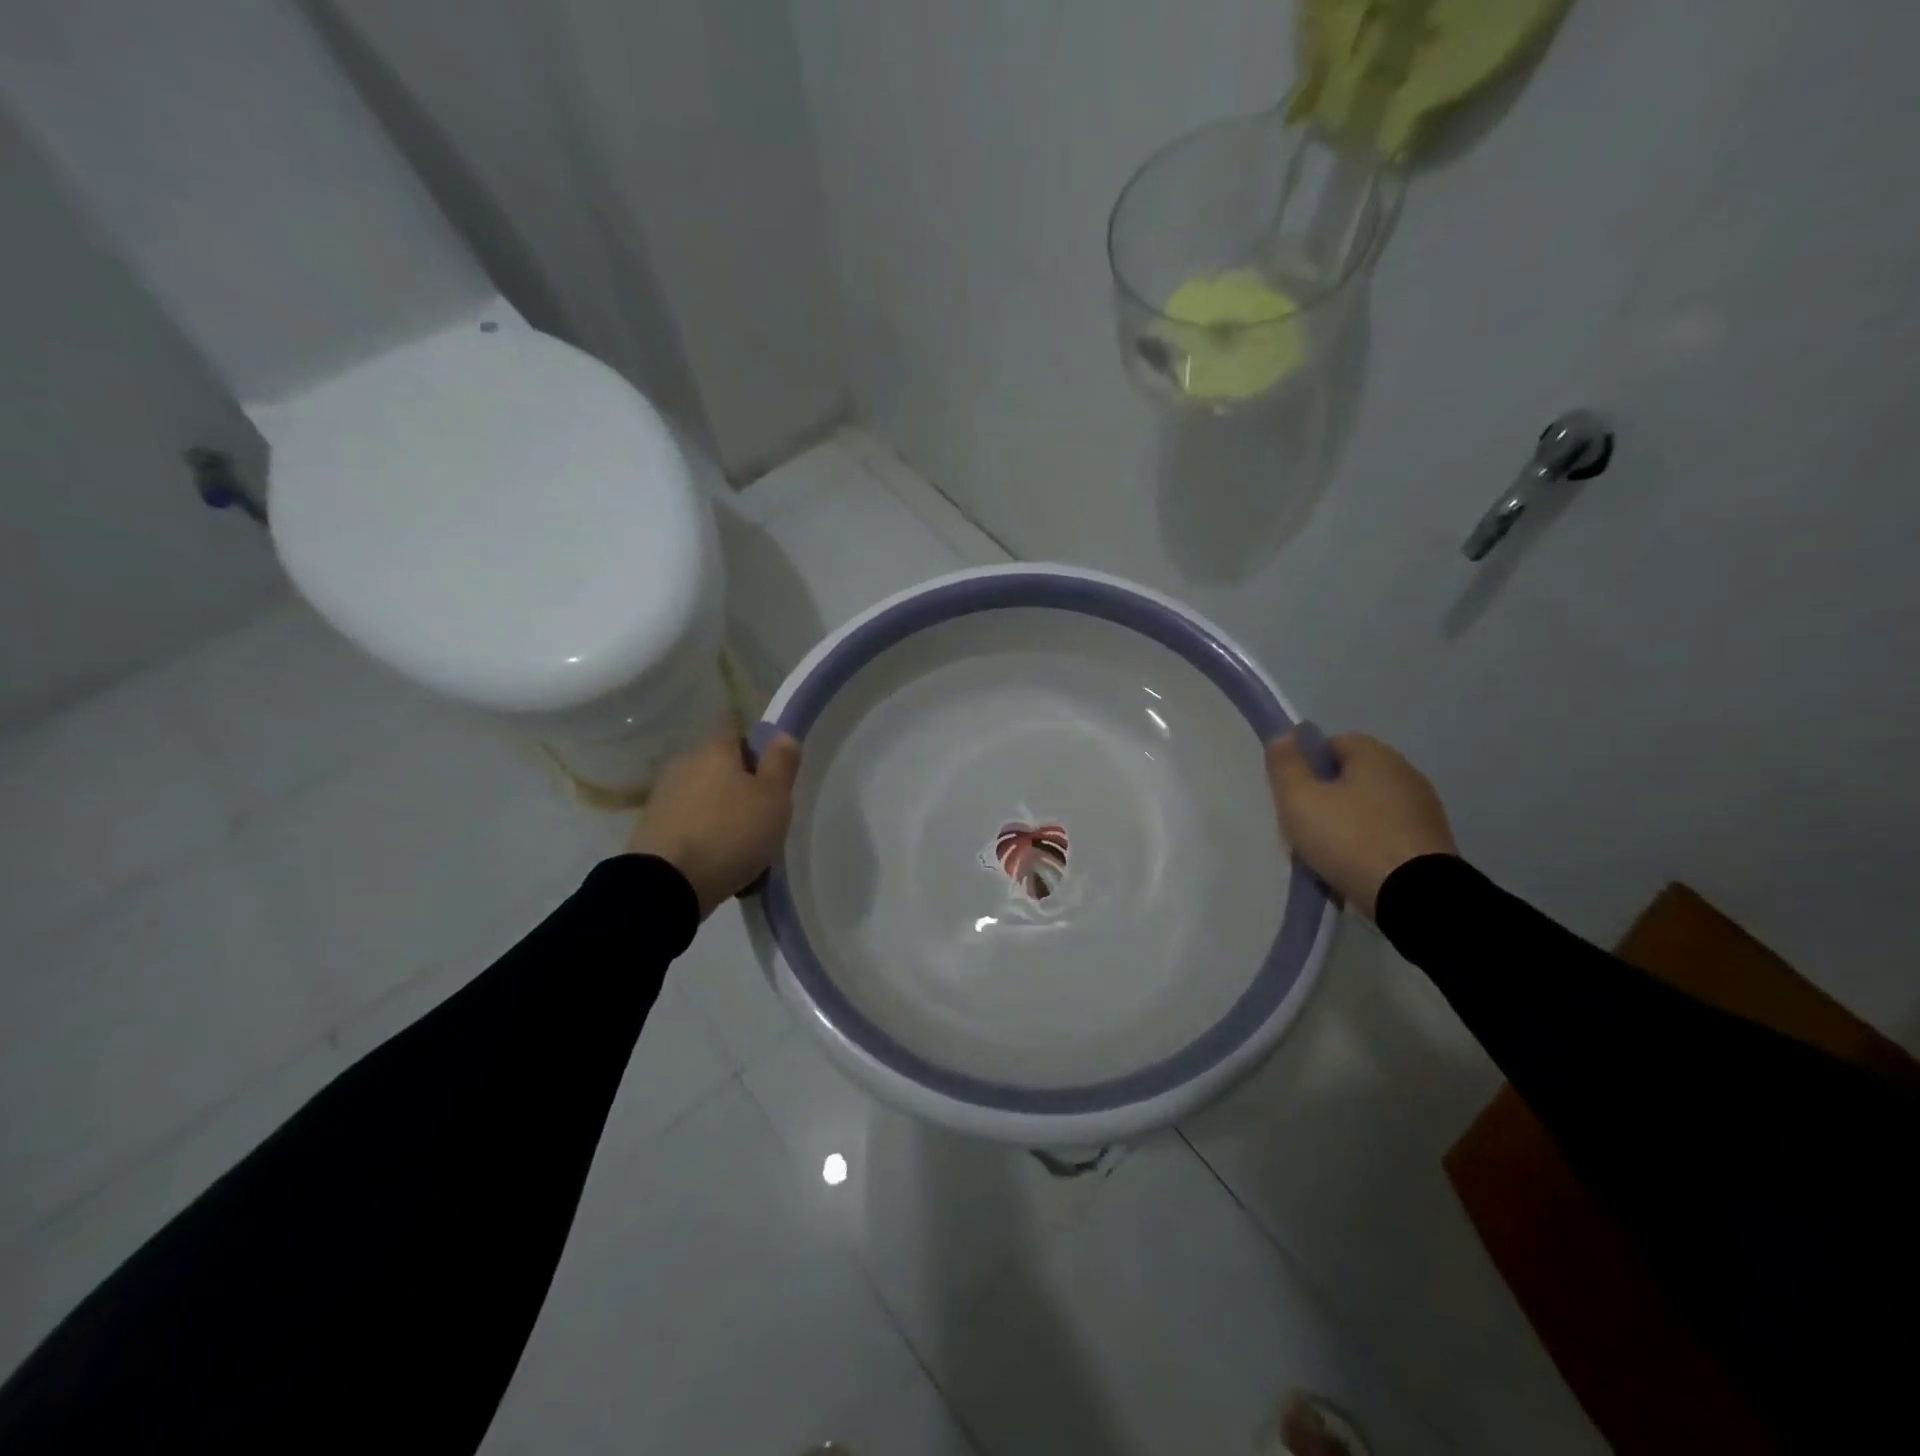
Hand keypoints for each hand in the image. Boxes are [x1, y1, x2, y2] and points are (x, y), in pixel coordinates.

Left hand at [626, 730, 801, 917]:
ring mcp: (663, 798)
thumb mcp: (774, 797)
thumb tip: (782, 735)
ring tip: (743, 852)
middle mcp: (684, 765)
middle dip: (740, 791)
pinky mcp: (651, 831)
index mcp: (714, 750)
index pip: (738, 737)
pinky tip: (718, 866)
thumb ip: (781, 763)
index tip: (773, 784)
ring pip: (705, 801)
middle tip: (763, 821)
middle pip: (721, 770)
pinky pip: (689, 828)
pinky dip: (703, 841)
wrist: (668, 884)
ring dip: (722, 818)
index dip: (758, 755)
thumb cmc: (731, 832)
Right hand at [1265, 730, 1456, 918]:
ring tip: (1327, 855)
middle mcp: (1405, 772)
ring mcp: (1424, 809)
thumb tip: (1284, 735)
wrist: (1415, 897)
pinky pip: (1387, 834)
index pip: (1331, 743)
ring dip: (1346, 824)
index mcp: (1375, 754)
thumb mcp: (1299, 799)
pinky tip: (1354, 868)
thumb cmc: (1349, 838)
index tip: (1292, 795)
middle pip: (1350, 777)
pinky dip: (1369, 845)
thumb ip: (1286, 764)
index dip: (1306, 766)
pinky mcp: (1433, 842)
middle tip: (1304, 827)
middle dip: (1324, 798)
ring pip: (1368, 807)